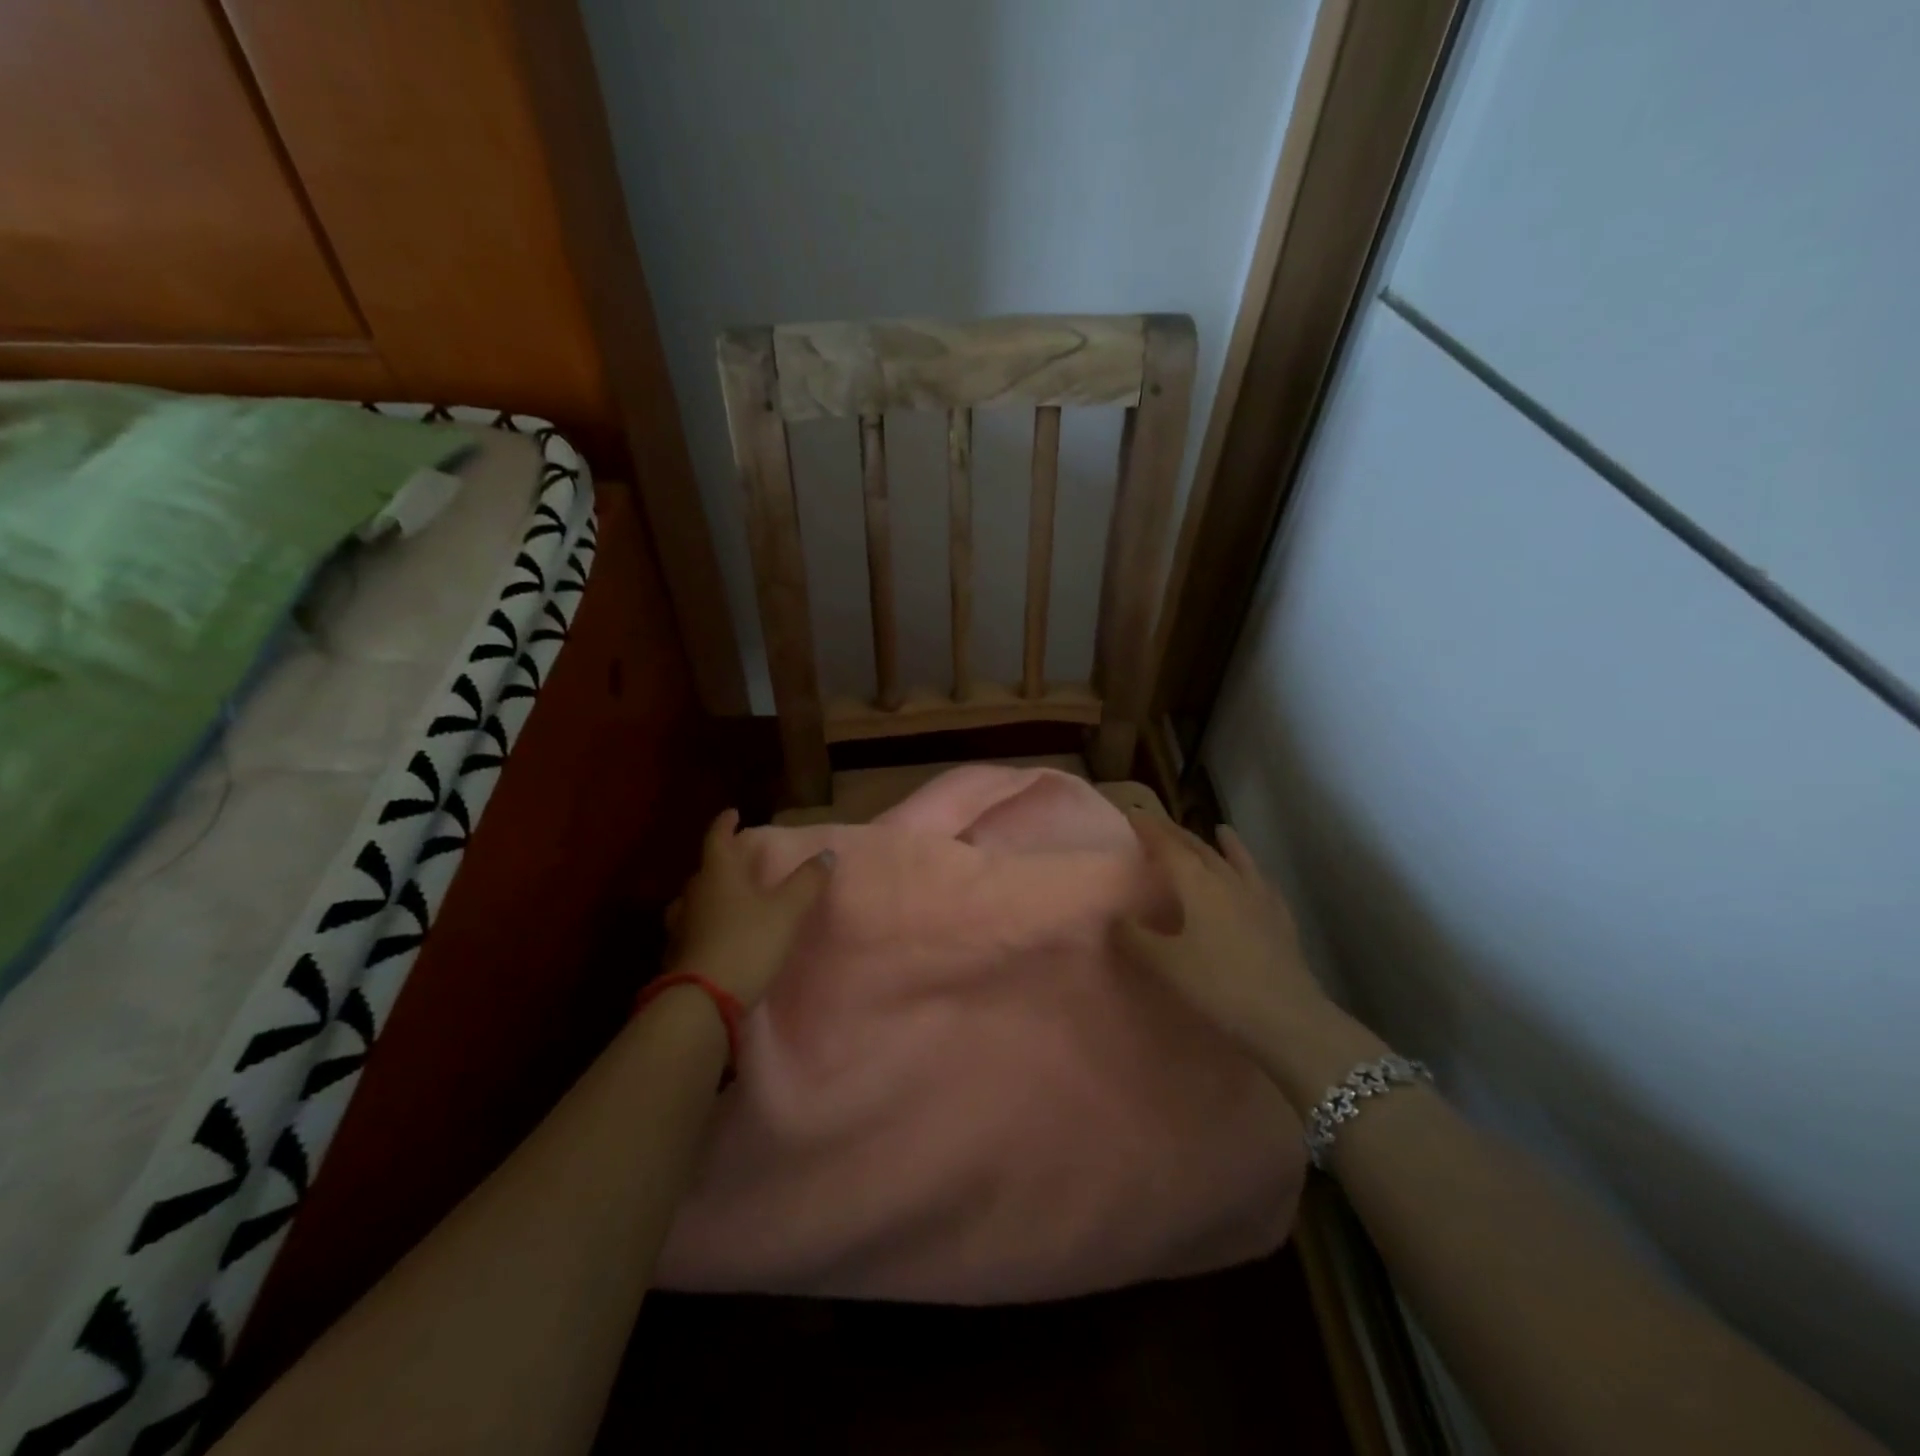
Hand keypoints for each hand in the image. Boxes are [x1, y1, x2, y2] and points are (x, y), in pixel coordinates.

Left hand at [665, 809, 832, 1006]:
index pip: (718, 839)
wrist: (703, 1000)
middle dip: (720, 862)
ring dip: (708, 895)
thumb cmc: (748, 942)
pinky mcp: (678, 954)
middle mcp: (694, 894)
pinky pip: (691, 929)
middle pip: (705, 870)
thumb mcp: (788, 910)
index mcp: (718, 875)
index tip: (733, 813)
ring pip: (693, 901)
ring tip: (724, 898)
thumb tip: (827, 853)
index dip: (725, 824)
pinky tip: (714, 934)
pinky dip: (703, 925)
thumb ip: (808, 880)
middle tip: (737, 860)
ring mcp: (681, 926)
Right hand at [1114, 813, 1372, 1107]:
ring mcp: (1259, 897)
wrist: (1287, 1017)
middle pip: (1200, 848)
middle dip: (1178, 833)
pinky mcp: (1280, 918)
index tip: (1134, 813)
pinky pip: (1262, 881)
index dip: (1150, 829)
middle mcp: (1228, 880)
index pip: (1169, 847)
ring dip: (1224, 844)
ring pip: (1236, 860)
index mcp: (1198, 884)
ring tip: (1220, 829)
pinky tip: (1256, 877)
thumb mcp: (1166, 964)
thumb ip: (1135, 938)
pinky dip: (1253, 870)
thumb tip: (1115, 917)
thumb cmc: (1219, 986)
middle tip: (1160, 823)